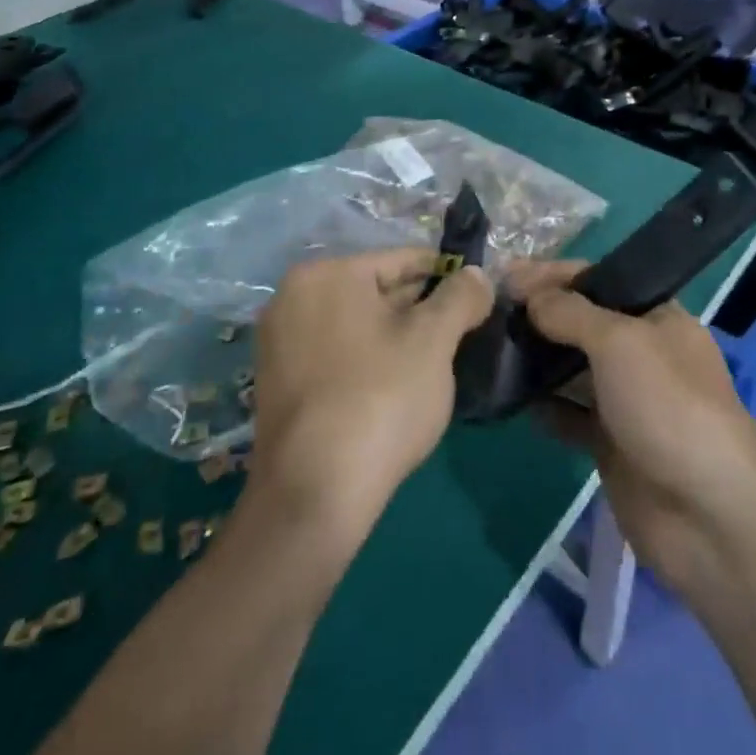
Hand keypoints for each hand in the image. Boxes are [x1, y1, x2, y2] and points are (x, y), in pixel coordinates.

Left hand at [248, 250, 491, 544]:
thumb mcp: (434, 340)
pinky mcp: (278, 382)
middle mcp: (293, 296)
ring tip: (436, 362)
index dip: (447, 275)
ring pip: (358, 324)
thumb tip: (476, 275)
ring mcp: (280, 341)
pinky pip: (336, 353)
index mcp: (327, 273)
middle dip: (421, 308)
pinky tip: (397, 387)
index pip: (402, 259)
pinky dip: (368, 359)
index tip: (477, 297)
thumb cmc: (380, 399)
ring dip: (396, 336)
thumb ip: (460, 296)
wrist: (314, 494)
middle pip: (376, 290)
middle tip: (462, 333)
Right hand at [512, 262, 755, 595]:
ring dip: (536, 358)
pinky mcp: (611, 444)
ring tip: (488, 348)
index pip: (598, 279)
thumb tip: (529, 295)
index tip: (505, 276)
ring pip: (572, 368)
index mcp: (657, 317)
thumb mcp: (621, 342)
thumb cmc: (669, 407)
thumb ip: (570, 312)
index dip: (552, 274)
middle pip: (582, 322)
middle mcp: (642, 352)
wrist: (710, 518)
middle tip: (488, 311)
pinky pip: (569, 414)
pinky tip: (510, 398)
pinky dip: (543, 405)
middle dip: (539, 314)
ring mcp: (627, 400)